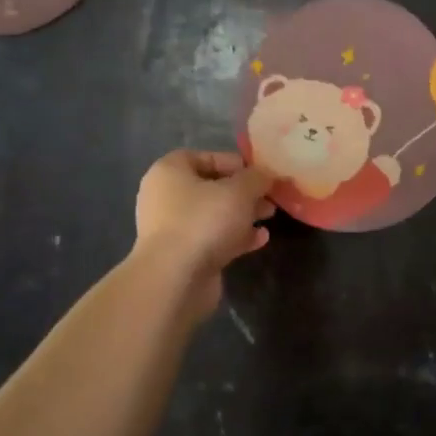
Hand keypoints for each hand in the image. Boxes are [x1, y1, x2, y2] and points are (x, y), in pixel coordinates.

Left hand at [133, 150, 274, 316]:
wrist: (175, 278)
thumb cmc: (204, 220)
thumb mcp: (239, 190)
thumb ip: (257, 178)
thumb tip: (267, 174)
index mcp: (170, 171)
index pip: (205, 157)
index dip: (235, 162)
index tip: (260, 173)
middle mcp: (165, 197)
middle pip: (211, 187)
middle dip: (244, 192)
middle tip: (270, 197)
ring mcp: (172, 229)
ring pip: (214, 214)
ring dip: (242, 215)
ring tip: (269, 216)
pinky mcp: (182, 255)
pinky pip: (212, 239)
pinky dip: (235, 237)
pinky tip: (260, 239)